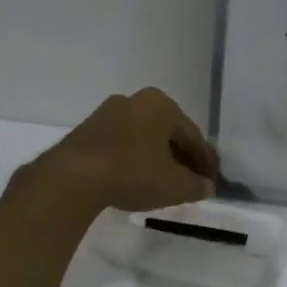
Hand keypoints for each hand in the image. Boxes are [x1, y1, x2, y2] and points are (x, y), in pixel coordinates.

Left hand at [27, 87, 217, 214]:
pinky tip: (136, 178)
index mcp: (162, 105)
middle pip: (168, 133)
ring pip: (144, 137)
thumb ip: (196, 185)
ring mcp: (108, 113)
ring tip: (164, 182)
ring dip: (156, 158)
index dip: (206, 162)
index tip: (213, 181)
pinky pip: (122, 144)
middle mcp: (136, 100)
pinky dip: (134, 159)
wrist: (74, 177)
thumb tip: (207, 186)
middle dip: (181, 157)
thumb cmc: (133, 173)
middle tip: (191, 181)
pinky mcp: (88, 130)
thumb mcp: (174, 185)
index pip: (193, 136)